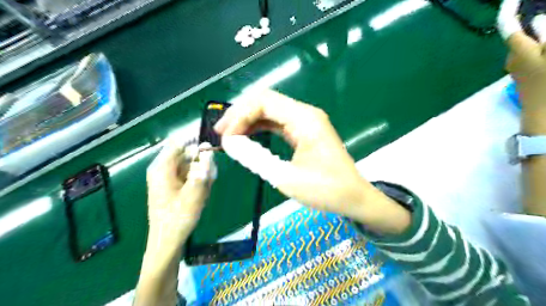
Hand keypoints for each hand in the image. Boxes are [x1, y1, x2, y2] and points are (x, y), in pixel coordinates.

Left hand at [146, 140, 215, 249]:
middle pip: (186, 154)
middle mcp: (163, 168)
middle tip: (209, 179)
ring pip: (190, 165)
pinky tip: (201, 193)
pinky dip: (197, 181)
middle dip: (201, 163)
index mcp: (162, 167)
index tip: (211, 150)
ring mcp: (167, 177)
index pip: (179, 141)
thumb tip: (207, 148)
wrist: (168, 240)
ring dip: (201, 174)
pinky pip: (188, 175)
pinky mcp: (172, 185)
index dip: (196, 142)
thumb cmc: (179, 216)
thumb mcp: (196, 191)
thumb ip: (203, 168)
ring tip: (204, 190)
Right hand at [216, 88, 407, 233]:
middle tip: (222, 132)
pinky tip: (248, 136)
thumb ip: (254, 158)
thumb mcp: (285, 177)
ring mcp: (306, 121)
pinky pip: (278, 122)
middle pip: (266, 101)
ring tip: (230, 135)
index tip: (226, 136)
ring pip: (270, 111)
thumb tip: (230, 143)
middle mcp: (305, 113)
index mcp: (304, 119)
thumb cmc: (325, 189)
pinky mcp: (305, 131)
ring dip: (249, 120)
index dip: (240, 115)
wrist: (353, 197)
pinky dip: (260, 128)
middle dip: (241, 114)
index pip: (264, 102)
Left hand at [498, 0, 545, 84]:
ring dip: (541, 35)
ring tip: (544, 29)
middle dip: (533, 21)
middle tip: (540, 16)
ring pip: (527, 43)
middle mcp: (511, 58)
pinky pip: (531, 53)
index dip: (509, 9)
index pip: (508, 25)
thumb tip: (539, 19)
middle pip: (520, 32)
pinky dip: (542, 46)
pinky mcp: (522, 74)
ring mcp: (515, 67)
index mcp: (518, 51)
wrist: (544, 114)